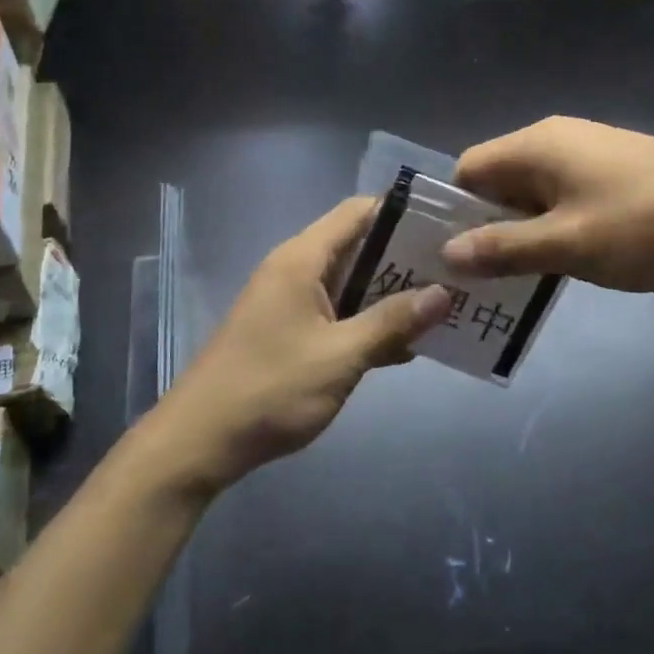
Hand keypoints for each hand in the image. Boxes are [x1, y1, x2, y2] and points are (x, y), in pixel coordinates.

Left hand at [144, 197, 450, 495]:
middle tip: (454, 271)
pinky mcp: (289, 331)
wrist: (200, 441)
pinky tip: (406, 345)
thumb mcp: (340, 357)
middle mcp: (295, 269)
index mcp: (302, 259)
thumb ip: (392, 322)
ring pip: (350, 282)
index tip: (445, 228)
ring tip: (442, 304)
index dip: (402, 214)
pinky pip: (338, 312)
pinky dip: (368, 321)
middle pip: (358, 246)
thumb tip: (443, 292)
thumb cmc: (270, 389)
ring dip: (390, 294)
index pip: (358, 212)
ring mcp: (290, 301)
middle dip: (405, 258)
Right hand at [441, 116, 653, 291]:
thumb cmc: (643, 225)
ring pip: (534, 189)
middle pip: (500, 178)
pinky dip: (555, 222)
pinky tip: (572, 256)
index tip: (453, 255)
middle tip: (485, 276)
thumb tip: (448, 252)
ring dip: (524, 228)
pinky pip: (565, 192)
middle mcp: (556, 137)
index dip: (454, 210)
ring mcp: (590, 149)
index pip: (468, 168)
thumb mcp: (567, 244)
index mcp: (535, 145)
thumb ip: (504, 249)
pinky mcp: (617, 166)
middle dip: (488, 224)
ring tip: (525, 275)